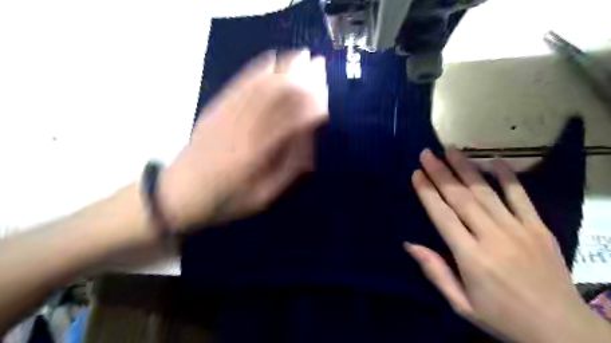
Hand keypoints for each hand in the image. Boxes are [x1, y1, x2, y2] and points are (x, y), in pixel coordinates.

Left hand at [159, 50, 325, 229]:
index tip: (327, 103)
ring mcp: (228, 114)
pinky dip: (258, 69)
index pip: (292, 121)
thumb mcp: (263, 198)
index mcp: (258, 152)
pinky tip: (271, 59)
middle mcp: (245, 127)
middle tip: (320, 67)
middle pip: (278, 95)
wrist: (179, 194)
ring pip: (261, 85)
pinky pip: (240, 84)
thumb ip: (289, 172)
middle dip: (303, 79)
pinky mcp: (216, 108)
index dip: (312, 108)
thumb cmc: (226, 200)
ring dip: (285, 68)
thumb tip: (308, 145)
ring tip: (303, 56)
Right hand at [405, 149, 610, 341]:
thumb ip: (436, 272)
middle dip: (441, 173)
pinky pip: (521, 197)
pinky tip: (494, 161)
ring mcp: (518, 230)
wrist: (562, 330)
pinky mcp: (538, 228)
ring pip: (486, 192)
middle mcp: (492, 237)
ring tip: (451, 150)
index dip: (427, 193)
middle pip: (461, 198)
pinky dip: (507, 177)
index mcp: (471, 258)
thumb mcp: (461, 304)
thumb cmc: (502, 317)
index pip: (442, 216)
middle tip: (427, 154)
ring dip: (466, 168)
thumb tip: (409, 244)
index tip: (416, 174)